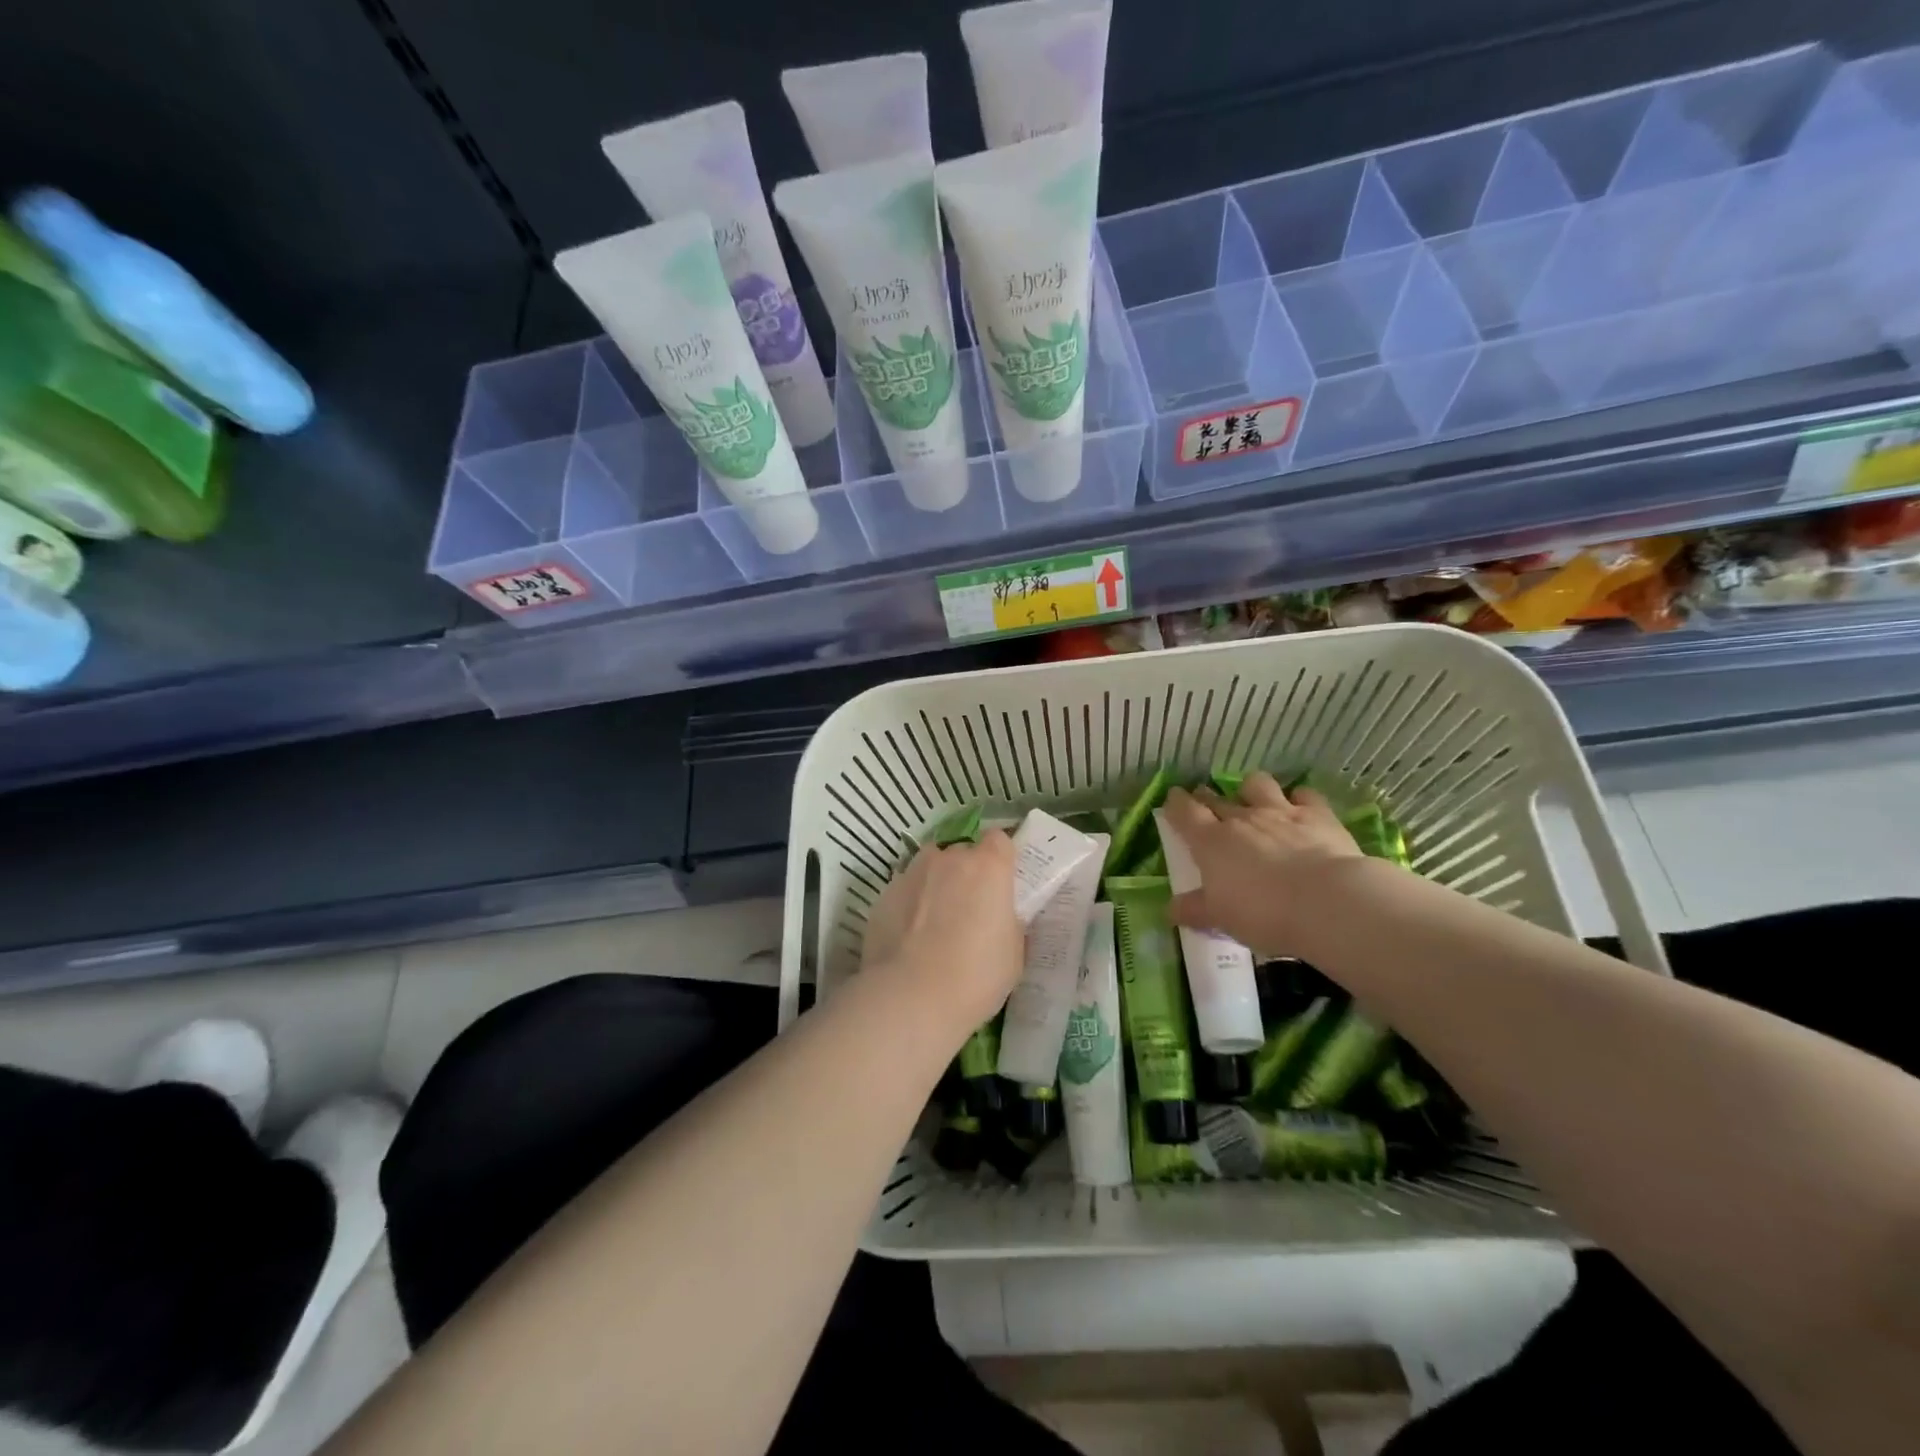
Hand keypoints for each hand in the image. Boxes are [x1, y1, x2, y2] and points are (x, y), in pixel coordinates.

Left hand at [859, 830, 1024, 1046]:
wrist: (912, 997)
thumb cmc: (976, 975)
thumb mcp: (1013, 953)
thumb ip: (1008, 923)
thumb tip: (1000, 918)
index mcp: (988, 867)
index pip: (999, 840)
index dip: (1000, 859)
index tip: (1000, 883)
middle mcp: (949, 859)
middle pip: (961, 853)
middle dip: (966, 874)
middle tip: (968, 909)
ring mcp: (912, 873)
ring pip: (929, 867)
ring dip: (935, 883)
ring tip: (935, 920)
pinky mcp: (883, 895)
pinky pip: (904, 891)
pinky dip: (909, 905)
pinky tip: (909, 938)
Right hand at [1161, 772, 1366, 958]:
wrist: (1327, 902)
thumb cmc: (1264, 913)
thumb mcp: (1220, 919)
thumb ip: (1194, 910)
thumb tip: (1171, 909)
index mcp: (1211, 842)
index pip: (1184, 813)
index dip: (1175, 804)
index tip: (1172, 800)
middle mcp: (1242, 819)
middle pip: (1217, 799)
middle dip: (1206, 797)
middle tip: (1204, 800)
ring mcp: (1280, 812)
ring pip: (1257, 784)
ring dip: (1250, 788)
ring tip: (1252, 798)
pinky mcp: (1318, 815)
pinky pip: (1304, 794)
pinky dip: (1299, 798)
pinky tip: (1300, 806)